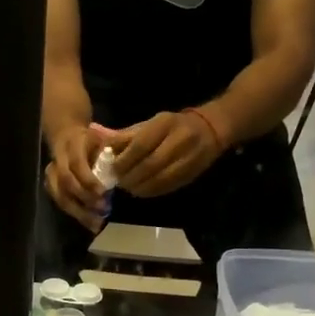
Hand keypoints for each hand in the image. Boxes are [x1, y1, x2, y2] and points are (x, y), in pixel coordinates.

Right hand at [44, 123, 110, 230]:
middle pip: (65, 183)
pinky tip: (91, 224)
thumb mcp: (101, 137)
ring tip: (97, 224)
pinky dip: (77, 215)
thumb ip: (109, 150)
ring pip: (60, 197)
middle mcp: (57, 160)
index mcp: (71, 145)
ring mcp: (51, 175)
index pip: (76, 164)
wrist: (66, 136)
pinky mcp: (51, 187)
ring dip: (79, 212)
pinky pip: (61, 203)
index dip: (88, 179)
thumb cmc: (90, 139)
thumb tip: (121, 165)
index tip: (103, 192)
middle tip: (102, 210)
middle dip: (84, 198)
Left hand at [107, 111, 222, 196]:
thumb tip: (104, 147)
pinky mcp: (191, 175)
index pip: (140, 145)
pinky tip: (141, 190)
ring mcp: (187, 159)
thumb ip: (128, 136)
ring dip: (139, 187)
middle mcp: (179, 141)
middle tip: (118, 182)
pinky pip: (167, 187)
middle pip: (149, 165)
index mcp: (165, 124)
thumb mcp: (151, 123)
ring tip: (128, 187)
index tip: (112, 169)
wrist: (210, 130)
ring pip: (158, 179)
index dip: (124, 160)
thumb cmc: (173, 125)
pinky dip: (150, 192)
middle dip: (130, 177)